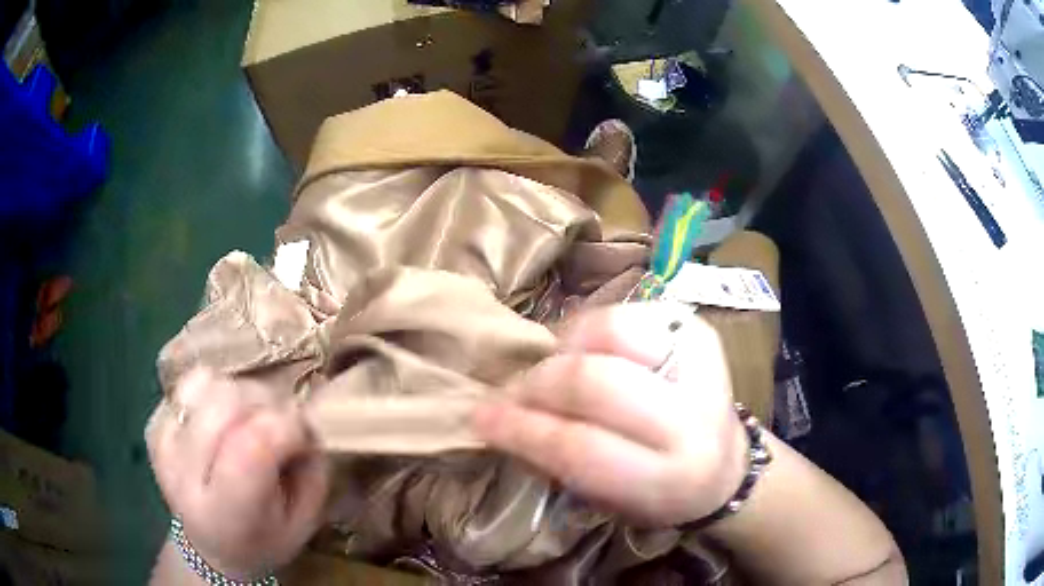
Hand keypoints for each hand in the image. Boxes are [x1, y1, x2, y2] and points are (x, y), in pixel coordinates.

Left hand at [146, 369, 328, 579]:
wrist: (209, 547)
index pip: (253, 445)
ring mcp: (163, 445)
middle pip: (225, 402)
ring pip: (205, 382)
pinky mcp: (153, 424)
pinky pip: (189, 383)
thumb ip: (311, 472)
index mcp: (226, 515)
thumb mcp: (304, 523)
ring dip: (239, 393)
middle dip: (265, 403)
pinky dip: (213, 393)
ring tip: (247, 420)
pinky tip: (220, 423)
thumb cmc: (265, 539)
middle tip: (277, 425)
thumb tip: (301, 417)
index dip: (287, 427)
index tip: (302, 438)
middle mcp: (185, 477)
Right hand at [474, 302, 747, 526]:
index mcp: (670, 476)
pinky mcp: (698, 329)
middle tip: (512, 393)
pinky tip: (581, 352)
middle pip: (595, 381)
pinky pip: (626, 313)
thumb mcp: (608, 499)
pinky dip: (590, 330)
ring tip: (549, 370)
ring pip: (611, 332)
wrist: (725, 465)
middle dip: (538, 384)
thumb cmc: (658, 492)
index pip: (581, 447)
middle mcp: (693, 417)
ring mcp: (701, 363)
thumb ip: (557, 461)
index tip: (481, 420)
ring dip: (563, 349)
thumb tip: (501, 416)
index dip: (522, 430)